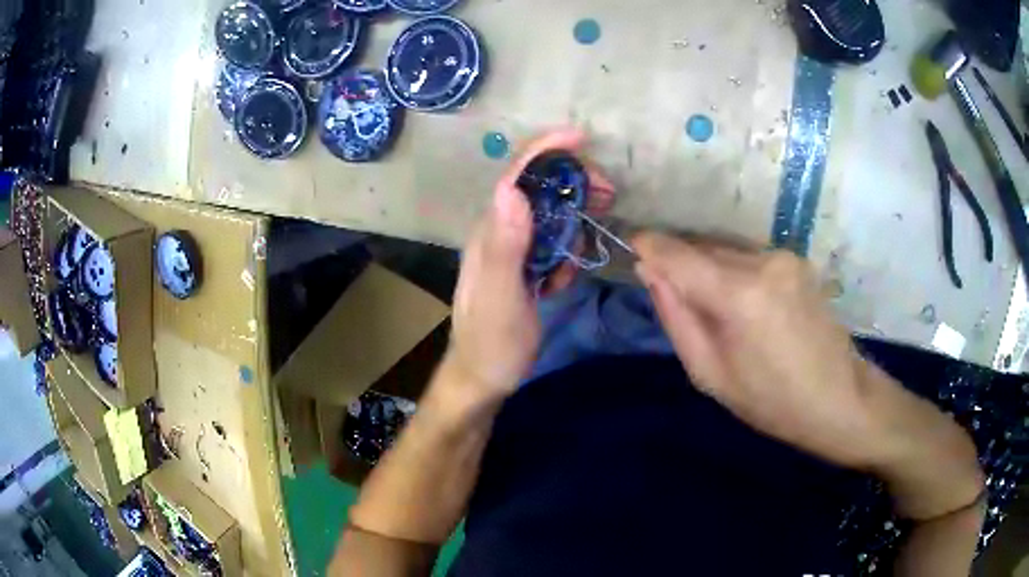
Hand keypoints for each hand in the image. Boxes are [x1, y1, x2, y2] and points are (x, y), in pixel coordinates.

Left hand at [448, 129, 608, 396]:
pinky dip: (565, 252)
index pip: (515, 177)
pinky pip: (549, 245)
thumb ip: (505, 245)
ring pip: (546, 215)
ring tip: (594, 233)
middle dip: (571, 181)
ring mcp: (510, 250)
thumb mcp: (501, 298)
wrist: (483, 377)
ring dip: (573, 218)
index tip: (581, 137)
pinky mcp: (522, 268)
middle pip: (535, 188)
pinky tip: (563, 278)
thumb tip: (511, 188)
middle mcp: (498, 233)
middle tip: (607, 193)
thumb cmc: (492, 343)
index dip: (544, 150)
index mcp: (490, 233)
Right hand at [632, 234, 981, 514]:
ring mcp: (783, 255)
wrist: (842, 398)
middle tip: (675, 301)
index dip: (648, 246)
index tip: (631, 250)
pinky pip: (747, 256)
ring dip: (708, 269)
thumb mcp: (711, 375)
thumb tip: (650, 270)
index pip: (676, 251)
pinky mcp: (796, 259)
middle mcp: (762, 260)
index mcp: (739, 293)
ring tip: (715, 312)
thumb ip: (676, 316)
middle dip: (679, 264)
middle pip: (700, 246)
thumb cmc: (773, 401)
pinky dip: (732, 272)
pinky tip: (743, 307)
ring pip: (724, 249)